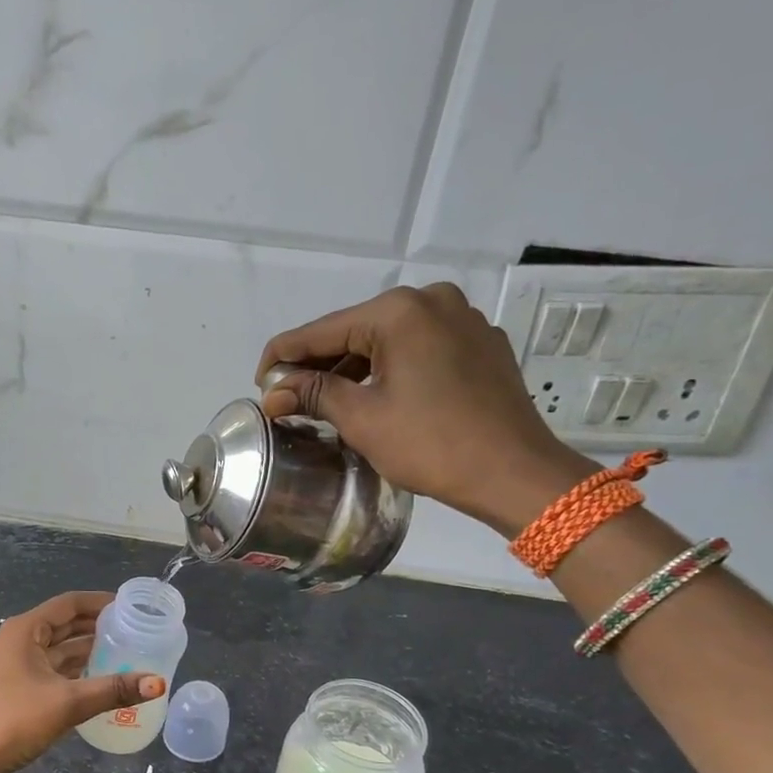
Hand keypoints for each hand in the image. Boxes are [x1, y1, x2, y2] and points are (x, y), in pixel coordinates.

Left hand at [0, 591, 165, 772]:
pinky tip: (97, 679)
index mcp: (24, 631)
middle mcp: (17, 641)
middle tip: (133, 631)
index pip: (68, 604)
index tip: (130, 607)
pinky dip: (74, 670)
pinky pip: (50, 669)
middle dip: (96, 627)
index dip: (99, 602)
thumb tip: (158, 683)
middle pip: (63, 625)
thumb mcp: (67, 703)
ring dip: (86, 650)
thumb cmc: (12, 721)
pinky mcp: (14, 688)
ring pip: (57, 649)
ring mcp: (13, 665)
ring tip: (123, 653)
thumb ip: (113, 690)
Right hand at [255, 283, 598, 536]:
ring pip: (389, 340)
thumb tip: (273, 392)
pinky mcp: (481, 343)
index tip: (259, 382)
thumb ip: (313, 394)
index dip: (283, 356)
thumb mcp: (362, 419)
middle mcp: (432, 301)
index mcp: (399, 311)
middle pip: (356, 331)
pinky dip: (391, 369)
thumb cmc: (431, 444)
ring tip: (326, 402)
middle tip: (289, 397)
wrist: (514, 472)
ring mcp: (463, 319)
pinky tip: (377, 397)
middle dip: (320, 364)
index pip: (322, 330)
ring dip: (354, 369)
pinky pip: (420, 349)